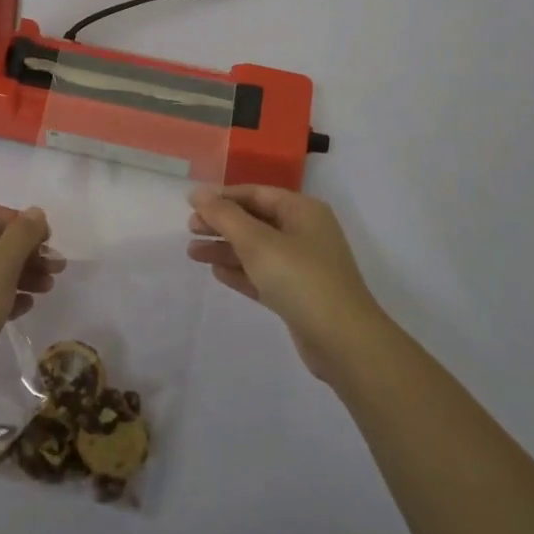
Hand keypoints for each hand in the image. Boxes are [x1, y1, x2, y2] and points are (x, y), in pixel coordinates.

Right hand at [187, 186, 386, 379]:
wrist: (343, 341)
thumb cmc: (300, 279)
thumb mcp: (257, 242)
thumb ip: (225, 215)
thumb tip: (198, 192)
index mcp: (302, 210)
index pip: (256, 193)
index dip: (222, 197)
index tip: (190, 205)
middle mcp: (304, 232)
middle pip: (255, 220)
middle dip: (221, 224)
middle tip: (189, 230)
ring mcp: (303, 265)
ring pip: (256, 249)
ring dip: (225, 249)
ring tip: (192, 253)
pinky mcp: (297, 294)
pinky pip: (263, 274)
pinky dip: (240, 271)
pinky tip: (216, 272)